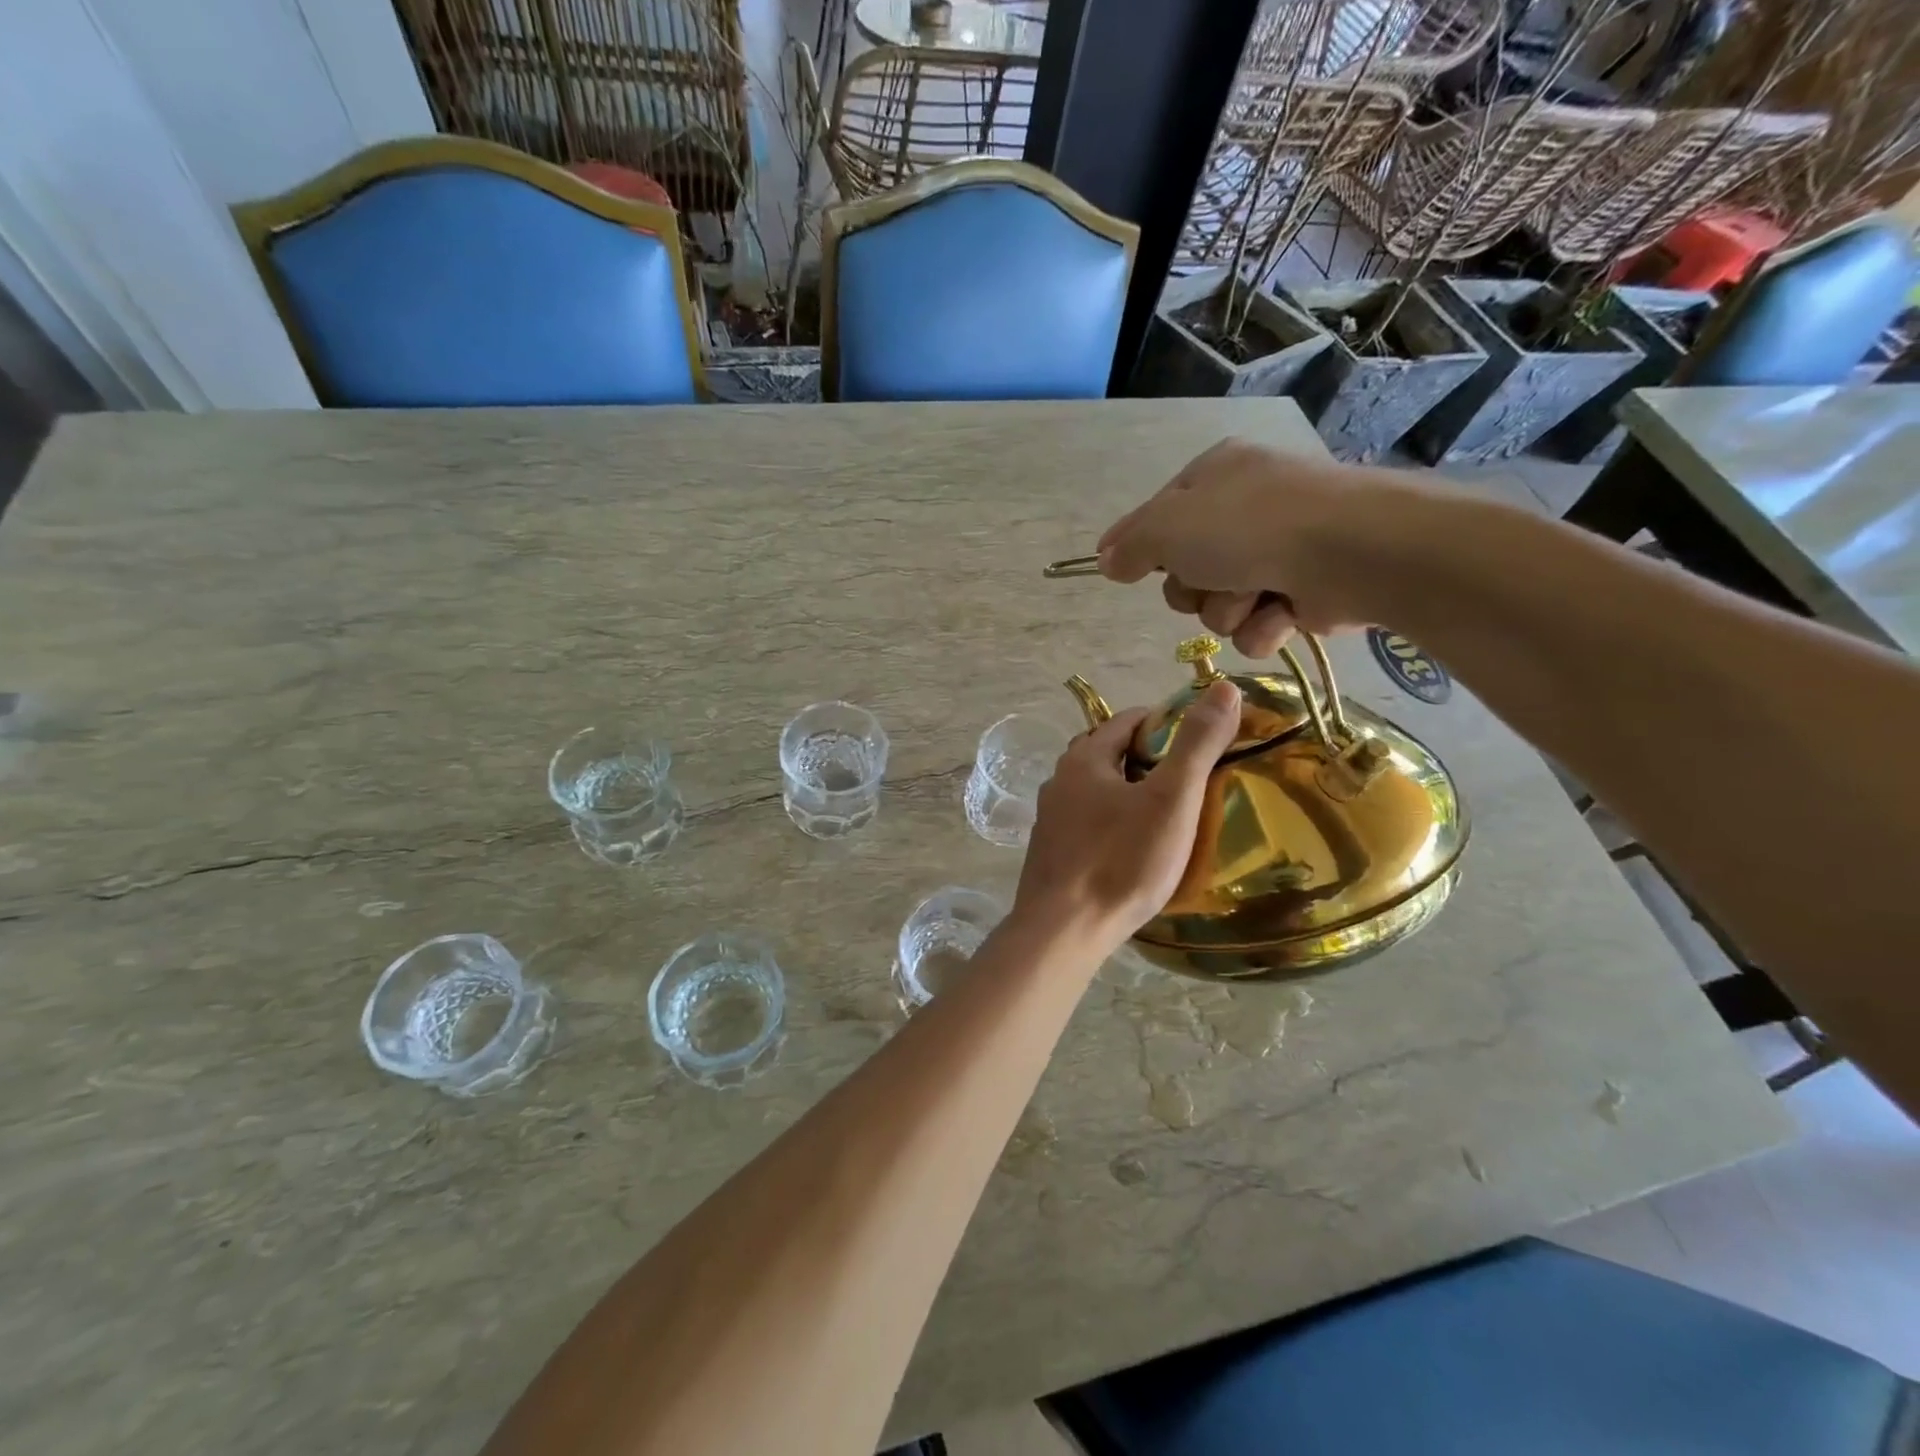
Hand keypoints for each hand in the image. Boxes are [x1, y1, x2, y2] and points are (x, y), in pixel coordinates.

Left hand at [1009, 680, 1241, 955]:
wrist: (1063, 931)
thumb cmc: (1121, 861)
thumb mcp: (1170, 800)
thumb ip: (1196, 744)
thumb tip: (1222, 687)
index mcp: (1083, 759)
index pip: (1128, 720)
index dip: (1167, 723)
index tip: (1202, 742)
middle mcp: (1059, 781)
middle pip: (1110, 753)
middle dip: (1148, 758)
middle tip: (1190, 781)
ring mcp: (1050, 819)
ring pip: (1097, 790)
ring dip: (1130, 792)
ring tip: (1168, 815)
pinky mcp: (1051, 853)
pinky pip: (1088, 822)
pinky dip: (1114, 822)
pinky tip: (1134, 848)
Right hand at [1097, 438, 1419, 655]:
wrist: (1349, 551)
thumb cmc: (1248, 526)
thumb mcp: (1168, 526)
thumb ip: (1130, 544)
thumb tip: (1105, 560)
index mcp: (1214, 477)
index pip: (1157, 517)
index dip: (1140, 546)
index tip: (1121, 568)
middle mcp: (1245, 510)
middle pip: (1185, 571)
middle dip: (1193, 587)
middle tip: (1210, 578)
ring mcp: (1276, 553)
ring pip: (1218, 606)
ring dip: (1228, 609)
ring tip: (1255, 594)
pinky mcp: (1303, 595)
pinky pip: (1256, 627)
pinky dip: (1264, 626)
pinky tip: (1283, 612)